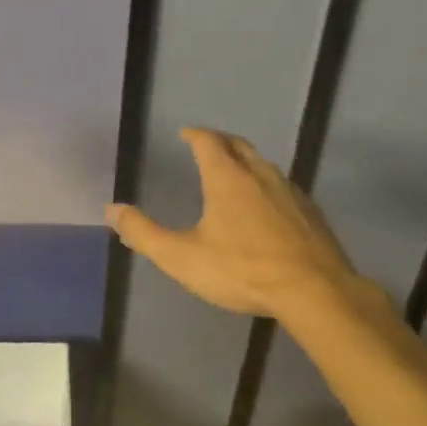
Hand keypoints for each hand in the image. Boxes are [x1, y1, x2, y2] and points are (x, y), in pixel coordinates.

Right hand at [105, 127, 383, 320]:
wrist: (314, 291)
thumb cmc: (243, 270)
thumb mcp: (183, 257)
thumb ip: (145, 234)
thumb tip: (112, 210)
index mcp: (228, 178)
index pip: (209, 142)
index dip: (195, 134)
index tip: (185, 134)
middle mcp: (260, 174)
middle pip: (239, 146)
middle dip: (221, 142)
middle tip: (208, 146)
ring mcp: (290, 191)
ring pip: (264, 165)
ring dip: (246, 162)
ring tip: (234, 172)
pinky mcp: (310, 212)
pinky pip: (284, 187)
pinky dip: (268, 185)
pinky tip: (267, 206)